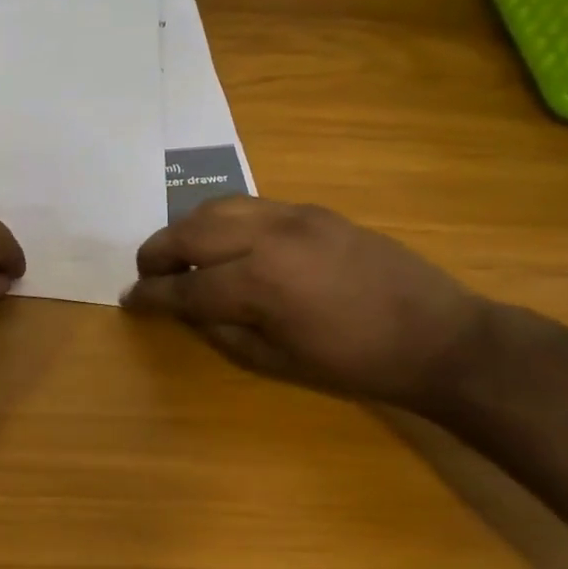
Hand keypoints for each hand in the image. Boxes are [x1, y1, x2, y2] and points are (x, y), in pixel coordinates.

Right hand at [120, 197, 491, 409]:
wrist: (438, 336)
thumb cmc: (354, 363)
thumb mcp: (275, 361)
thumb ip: (220, 329)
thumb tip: (186, 308)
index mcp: (258, 284)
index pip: (184, 286)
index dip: (151, 295)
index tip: (129, 300)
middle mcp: (267, 238)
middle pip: (189, 233)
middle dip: (157, 253)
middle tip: (148, 273)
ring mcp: (293, 216)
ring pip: (216, 207)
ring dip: (187, 229)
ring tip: (182, 253)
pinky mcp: (313, 210)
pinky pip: (250, 205)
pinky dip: (223, 220)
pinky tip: (226, 242)